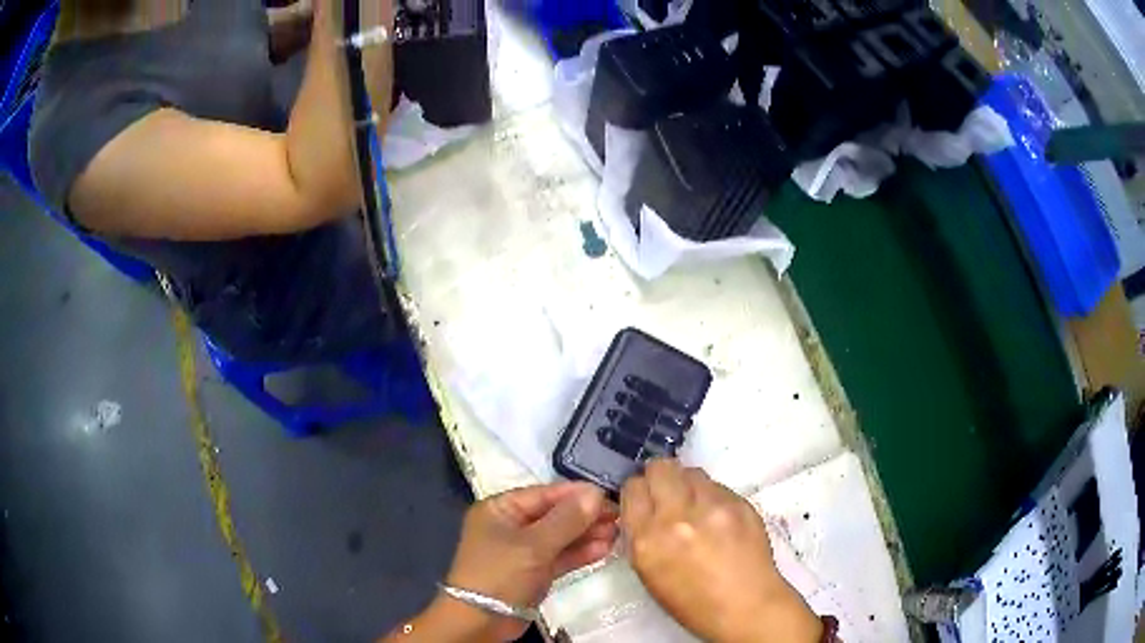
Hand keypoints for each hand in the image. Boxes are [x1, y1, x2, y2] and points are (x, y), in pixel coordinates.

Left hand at [441, 482, 618, 640]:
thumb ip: (566, 519)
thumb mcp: (533, 545)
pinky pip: (560, 556)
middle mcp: (511, 525)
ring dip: (587, 535)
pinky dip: (580, 553)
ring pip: (560, 537)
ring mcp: (523, 550)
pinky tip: (604, 549)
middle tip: (619, 516)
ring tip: (617, 532)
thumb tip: (596, 492)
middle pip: (554, 515)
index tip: (609, 495)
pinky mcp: (534, 571)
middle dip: (585, 516)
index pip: (543, 494)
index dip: (576, 494)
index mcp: (500, 509)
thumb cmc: (500, 574)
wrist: (480, 621)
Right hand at [620, 460, 822, 642]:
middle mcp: (677, 517)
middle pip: (661, 467)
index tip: (645, 497)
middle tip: (668, 492)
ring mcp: (712, 507)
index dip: (638, 491)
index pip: (633, 488)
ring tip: (696, 505)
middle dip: (660, 477)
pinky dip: (712, 496)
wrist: (746, 606)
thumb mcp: (649, 573)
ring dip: (688, 484)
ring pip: (691, 471)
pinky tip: (718, 517)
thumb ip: (642, 536)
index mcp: (648, 540)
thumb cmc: (692, 602)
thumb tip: (644, 510)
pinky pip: (718, 485)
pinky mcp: (739, 503)